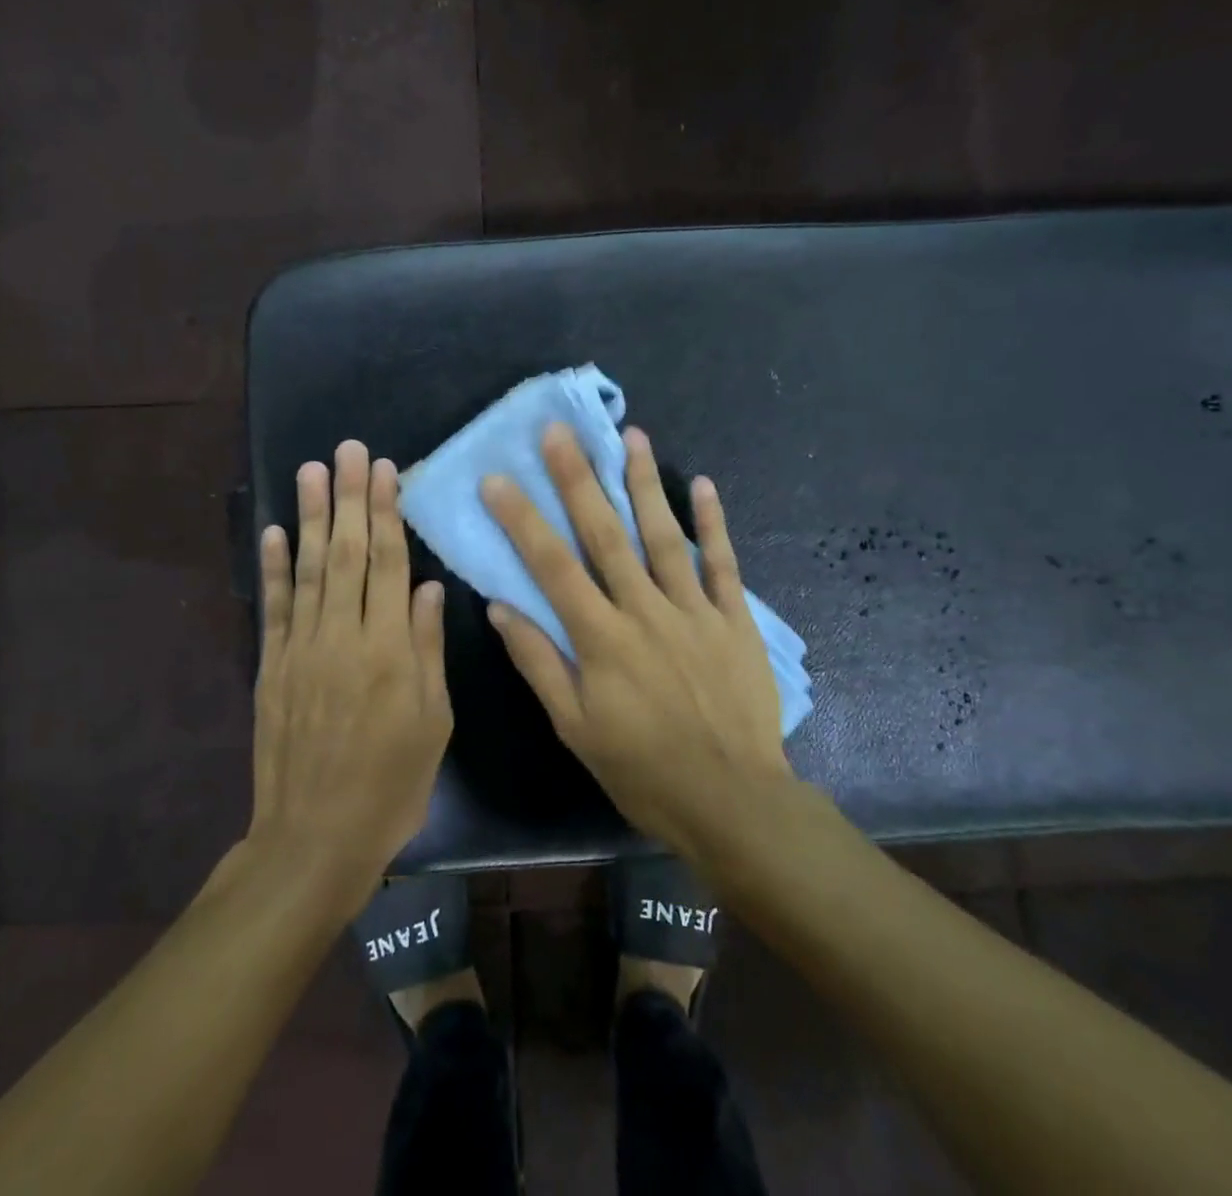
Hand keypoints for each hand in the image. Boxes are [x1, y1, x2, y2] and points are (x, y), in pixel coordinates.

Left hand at [250, 441, 452, 907]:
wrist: (315, 839)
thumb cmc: (391, 785)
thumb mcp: (433, 722)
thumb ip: (428, 649)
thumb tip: (430, 588)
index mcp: (389, 650)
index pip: (387, 564)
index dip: (385, 513)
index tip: (384, 470)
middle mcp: (342, 637)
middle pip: (346, 553)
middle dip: (348, 497)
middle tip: (348, 450)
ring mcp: (301, 649)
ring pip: (307, 569)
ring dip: (309, 517)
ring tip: (311, 470)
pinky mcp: (272, 667)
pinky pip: (274, 608)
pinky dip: (272, 567)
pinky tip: (272, 532)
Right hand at [480, 424, 793, 855]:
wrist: (732, 800)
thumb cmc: (643, 769)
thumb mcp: (575, 729)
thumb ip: (539, 663)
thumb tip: (501, 608)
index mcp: (601, 639)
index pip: (552, 567)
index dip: (522, 520)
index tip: (498, 479)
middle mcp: (645, 611)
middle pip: (606, 535)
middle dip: (579, 480)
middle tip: (561, 432)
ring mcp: (693, 610)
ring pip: (664, 535)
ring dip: (645, 484)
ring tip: (631, 436)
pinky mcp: (733, 620)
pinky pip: (722, 563)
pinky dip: (714, 523)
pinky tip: (703, 484)